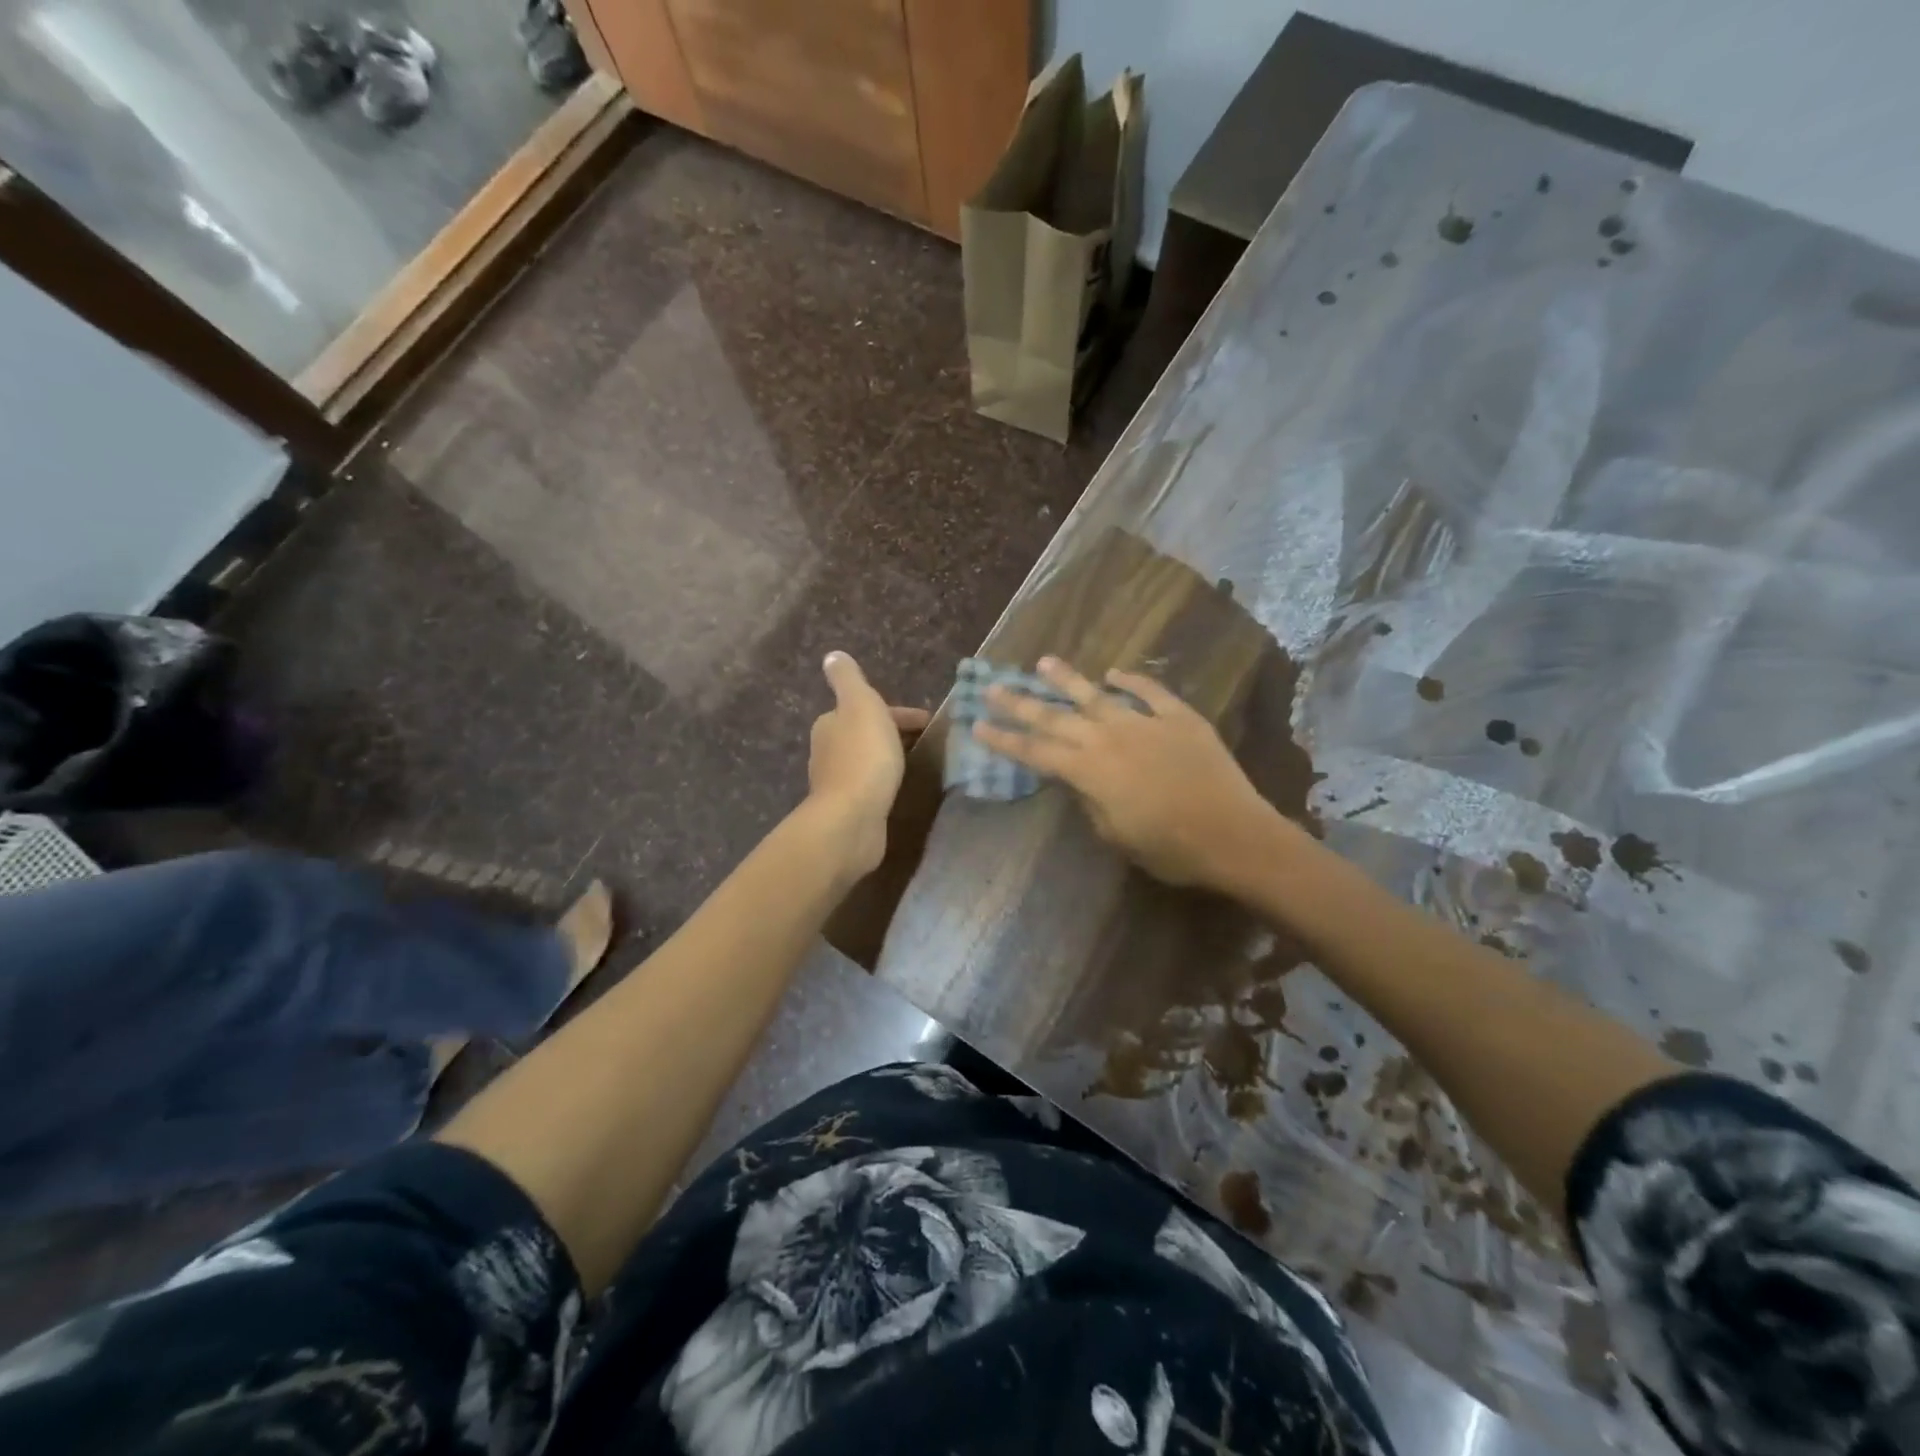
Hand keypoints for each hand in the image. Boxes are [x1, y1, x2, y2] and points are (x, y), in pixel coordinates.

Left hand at [807, 651, 930, 877]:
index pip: (867, 708)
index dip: (898, 712)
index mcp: (830, 722)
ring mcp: (837, 781)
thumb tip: (832, 655)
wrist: (852, 817)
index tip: (928, 722)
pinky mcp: (849, 808)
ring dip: (888, 757)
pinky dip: (885, 780)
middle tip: (927, 741)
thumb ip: (848, 679)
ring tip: (917, 763)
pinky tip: (899, 788)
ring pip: (867, 759)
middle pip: (865, 733)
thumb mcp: (860, 704)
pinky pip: (870, 785)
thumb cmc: (863, 756)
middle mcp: (827, 749)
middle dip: (893, 733)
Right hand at [975, 657, 1284, 888]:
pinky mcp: (1180, 718)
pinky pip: (1151, 692)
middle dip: (1020, 702)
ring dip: (1068, 679)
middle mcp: (1109, 739)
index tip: (977, 725)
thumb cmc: (1170, 849)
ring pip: (1097, 695)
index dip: (1004, 739)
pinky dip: (1132, 681)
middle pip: (1055, 716)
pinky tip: (1115, 672)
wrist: (1234, 835)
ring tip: (1044, 662)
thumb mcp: (1116, 835)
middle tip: (994, 686)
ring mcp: (1145, 723)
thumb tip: (1080, 781)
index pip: (1035, 751)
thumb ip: (1091, 801)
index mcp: (1089, 771)